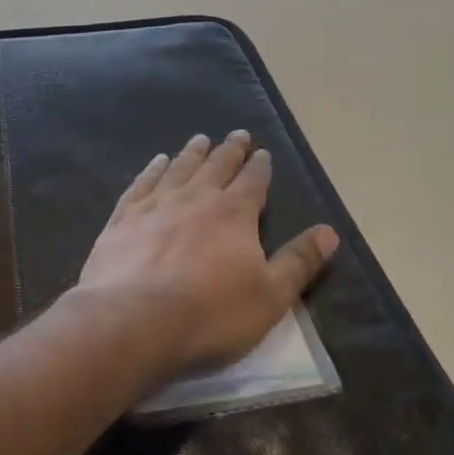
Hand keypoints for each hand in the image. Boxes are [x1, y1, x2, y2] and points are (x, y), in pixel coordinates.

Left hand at [78, 131, 339, 381]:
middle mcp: (196, 197)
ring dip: (192, 152)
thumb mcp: (270, 296)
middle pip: (217, 166)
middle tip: (237, 134)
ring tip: (199, 139)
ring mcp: (156, 204)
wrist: (134, 320)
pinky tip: (156, 162)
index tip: (262, 152)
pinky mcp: (124, 218)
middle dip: (230, 150)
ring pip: (179, 168)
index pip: (253, 181)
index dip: (260, 166)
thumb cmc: (210, 313)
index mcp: (234, 213)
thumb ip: (299, 262)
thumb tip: (329, 232)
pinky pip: (142, 183)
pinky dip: (152, 170)